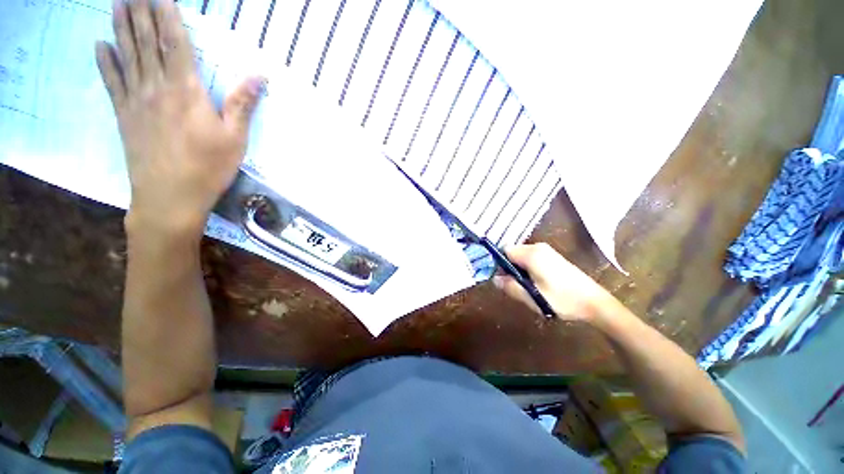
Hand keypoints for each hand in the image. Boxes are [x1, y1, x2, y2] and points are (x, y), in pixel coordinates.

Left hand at [96, 0, 263, 238]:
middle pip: (147, 42)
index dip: (168, 15)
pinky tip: (100, 45)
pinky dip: (105, 62)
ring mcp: (136, 101)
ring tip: (117, 3)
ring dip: (121, 27)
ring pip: (127, 55)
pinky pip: (111, 82)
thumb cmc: (208, 168)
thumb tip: (260, 76)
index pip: (175, 43)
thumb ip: (242, 104)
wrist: (170, 197)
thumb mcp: (235, 139)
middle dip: (141, 12)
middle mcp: (156, 88)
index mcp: (186, 91)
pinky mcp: (124, 116)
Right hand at [493, 243, 615, 321]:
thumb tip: (494, 279)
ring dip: (519, 270)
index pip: (504, 251)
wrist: (594, 302)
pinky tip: (537, 284)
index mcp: (531, 254)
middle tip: (516, 286)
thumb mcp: (532, 297)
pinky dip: (527, 269)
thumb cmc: (562, 299)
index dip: (498, 264)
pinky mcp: (552, 257)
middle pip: (512, 253)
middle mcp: (537, 248)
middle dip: (509, 268)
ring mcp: (546, 251)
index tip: (502, 279)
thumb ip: (510, 286)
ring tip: (528, 287)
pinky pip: (531, 258)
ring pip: (521, 256)